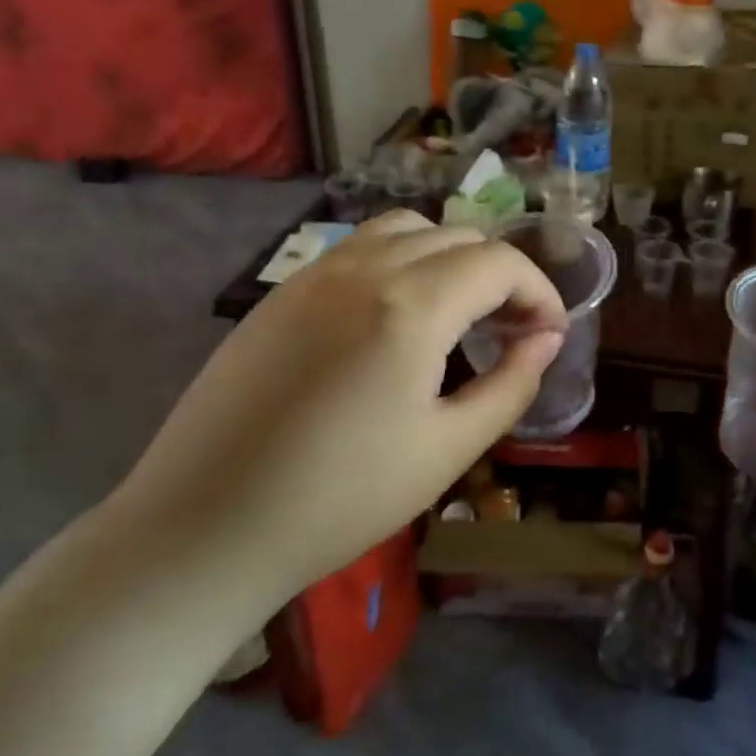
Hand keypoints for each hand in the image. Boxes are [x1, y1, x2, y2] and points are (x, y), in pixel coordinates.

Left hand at [104, 211, 565, 616]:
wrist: (206, 526)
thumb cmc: (342, 498)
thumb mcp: (449, 449)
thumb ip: (511, 385)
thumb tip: (546, 340)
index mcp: (411, 306)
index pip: (499, 262)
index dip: (539, 290)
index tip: (549, 333)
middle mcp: (364, 270)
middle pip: (457, 236)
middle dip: (500, 274)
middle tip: (511, 330)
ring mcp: (315, 275)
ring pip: (405, 230)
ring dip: (449, 258)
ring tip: (458, 314)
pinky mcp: (282, 294)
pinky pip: (358, 249)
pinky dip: (400, 263)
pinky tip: (396, 319)